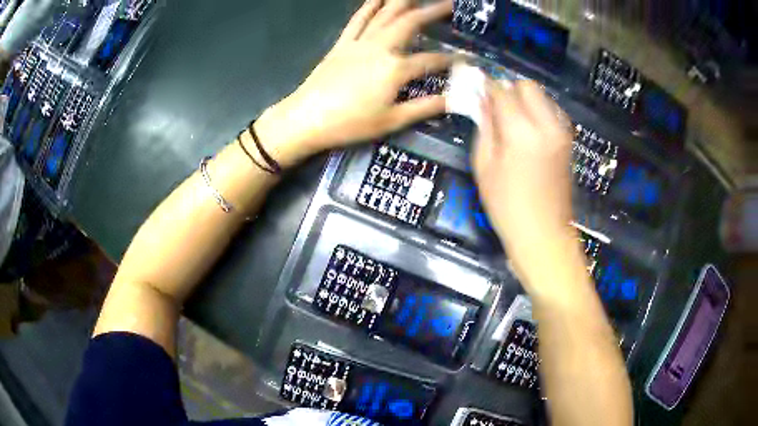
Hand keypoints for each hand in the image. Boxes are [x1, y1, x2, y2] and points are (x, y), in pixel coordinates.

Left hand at [255, 0, 453, 166]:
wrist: (306, 119)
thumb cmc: (349, 124)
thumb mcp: (392, 121)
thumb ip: (425, 107)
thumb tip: (455, 100)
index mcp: (395, 69)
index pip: (432, 59)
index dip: (453, 59)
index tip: (468, 58)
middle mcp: (381, 47)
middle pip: (411, 22)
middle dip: (433, 10)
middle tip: (450, 3)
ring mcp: (360, 42)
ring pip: (386, 13)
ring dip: (404, 1)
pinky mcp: (342, 43)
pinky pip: (358, 18)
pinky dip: (370, 5)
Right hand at [473, 80, 575, 279]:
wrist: (544, 234)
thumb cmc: (507, 207)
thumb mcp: (485, 167)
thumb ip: (485, 127)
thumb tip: (482, 101)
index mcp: (522, 132)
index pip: (502, 92)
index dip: (487, 86)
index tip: (476, 86)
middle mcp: (547, 125)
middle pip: (528, 86)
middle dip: (509, 89)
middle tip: (495, 107)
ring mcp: (562, 132)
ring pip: (543, 97)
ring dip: (525, 100)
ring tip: (512, 120)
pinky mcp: (568, 141)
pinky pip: (552, 112)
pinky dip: (538, 111)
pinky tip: (528, 130)